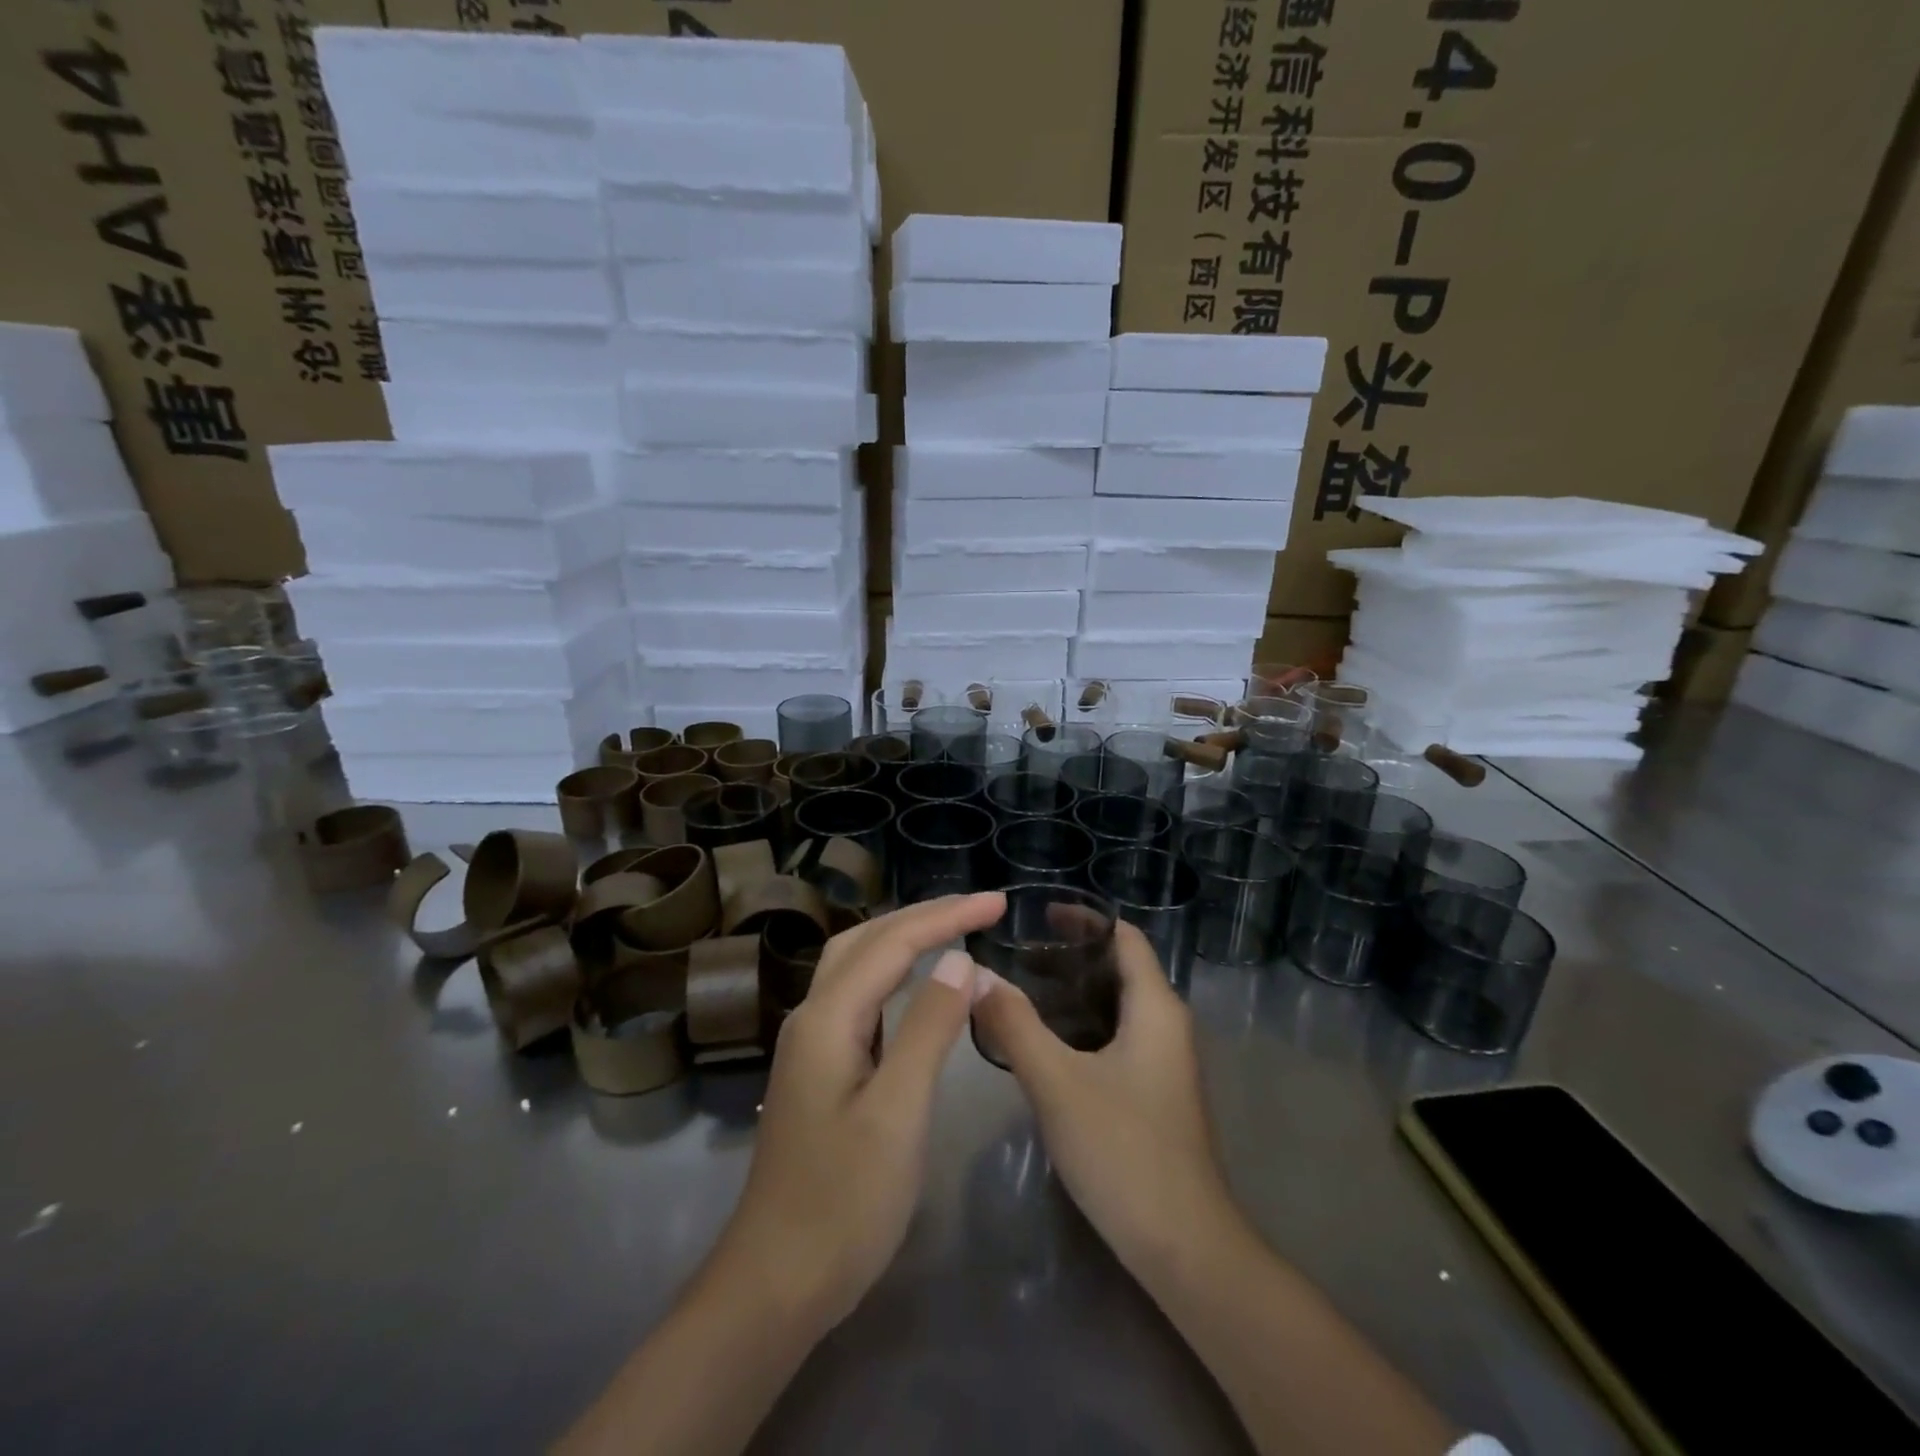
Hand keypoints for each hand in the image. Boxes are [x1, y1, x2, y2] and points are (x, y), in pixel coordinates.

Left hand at [708, 892, 1005, 1335]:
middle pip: (868, 940)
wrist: (774, 1282)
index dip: (947, 916)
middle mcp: (813, 1016)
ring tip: (953, 928)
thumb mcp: (898, 1113)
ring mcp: (811, 1042)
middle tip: (980, 909)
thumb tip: (960, 961)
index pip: (894, 944)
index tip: (998, 903)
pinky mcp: (819, 1067)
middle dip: (924, 915)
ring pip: (858, 963)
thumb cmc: (843, 1203)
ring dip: (905, 937)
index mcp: (827, 1018)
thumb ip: (928, 1029)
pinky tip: (914, 983)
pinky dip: (892, 972)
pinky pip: (858, 996)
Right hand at [971, 920, 1241, 1280]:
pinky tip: (1044, 1046)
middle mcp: (1167, 1026)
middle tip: (1019, 954)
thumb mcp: (1057, 1082)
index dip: (1085, 919)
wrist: (1184, 1247)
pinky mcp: (1155, 1095)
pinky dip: (1082, 1028)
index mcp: (1156, 1008)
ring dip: (1073, 994)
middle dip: (1071, 955)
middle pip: (1120, 969)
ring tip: (1021, 991)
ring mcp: (1165, 1064)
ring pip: (1116, 1008)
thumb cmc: (1123, 1150)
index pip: (1125, 938)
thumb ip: (1014, 1024)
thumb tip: (976, 974)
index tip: (1038, 914)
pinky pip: (1117, 1039)